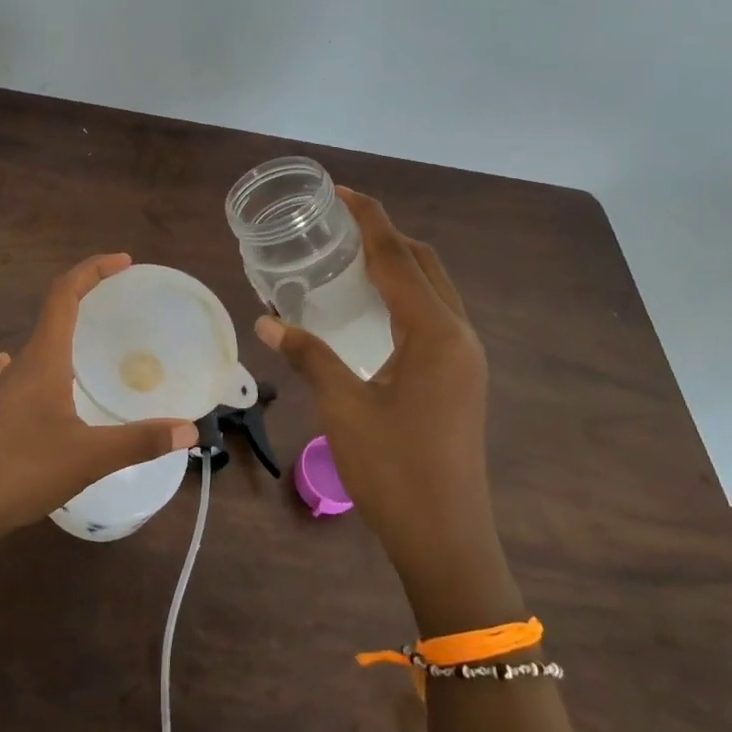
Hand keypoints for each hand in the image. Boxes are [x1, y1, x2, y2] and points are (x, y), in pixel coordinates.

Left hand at [0, 254, 197, 548]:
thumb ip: (140, 441)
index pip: (64, 294)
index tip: (124, 262)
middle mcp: (21, 364)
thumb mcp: (88, 457)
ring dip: (67, 328)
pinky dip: (45, 361)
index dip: (93, 270)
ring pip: (39, 343)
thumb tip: (190, 430)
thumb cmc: (21, 472)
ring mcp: (3, 388)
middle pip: (54, 312)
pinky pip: (24, 372)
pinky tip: (45, 378)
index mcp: (43, 359)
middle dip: (87, 295)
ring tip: (95, 338)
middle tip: (123, 299)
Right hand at [254, 190, 494, 602]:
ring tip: (349, 255)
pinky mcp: (459, 378)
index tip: (338, 191)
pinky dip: (403, 295)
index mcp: (436, 334)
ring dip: (396, 264)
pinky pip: (432, 316)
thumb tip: (267, 321)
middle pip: (423, 264)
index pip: (398, 257)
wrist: (446, 539)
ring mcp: (464, 359)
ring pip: (432, 290)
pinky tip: (370, 307)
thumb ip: (309, 355)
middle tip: (338, 222)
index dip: (369, 219)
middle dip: (385, 235)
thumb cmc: (394, 471)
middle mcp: (458, 335)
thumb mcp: (344, 407)